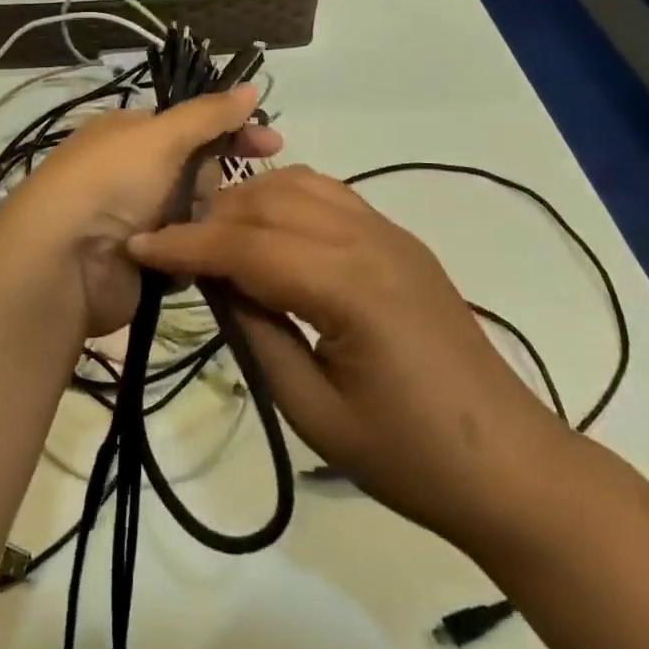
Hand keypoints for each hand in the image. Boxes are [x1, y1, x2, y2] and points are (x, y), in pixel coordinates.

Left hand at [0, 85, 281, 338]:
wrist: (63, 262)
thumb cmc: (112, 183)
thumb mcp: (162, 136)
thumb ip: (209, 113)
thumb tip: (251, 86)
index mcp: (129, 133)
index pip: (192, 124)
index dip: (232, 130)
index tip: (274, 144)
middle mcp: (131, 171)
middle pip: (196, 170)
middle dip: (213, 181)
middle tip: (209, 195)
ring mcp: (134, 217)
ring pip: (195, 213)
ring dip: (204, 220)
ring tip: (202, 231)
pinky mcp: (141, 261)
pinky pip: (185, 251)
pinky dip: (192, 254)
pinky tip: (198, 260)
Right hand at [129, 166, 574, 547]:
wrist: (509, 464)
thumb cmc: (408, 457)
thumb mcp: (313, 411)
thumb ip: (257, 333)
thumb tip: (213, 281)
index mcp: (349, 287)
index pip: (247, 245)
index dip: (186, 244)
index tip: (139, 246)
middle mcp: (368, 240)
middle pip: (268, 203)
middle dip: (210, 217)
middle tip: (171, 246)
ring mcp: (389, 232)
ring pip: (299, 184)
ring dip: (248, 200)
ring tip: (214, 236)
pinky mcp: (399, 239)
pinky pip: (330, 195)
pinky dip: (286, 198)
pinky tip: (268, 230)